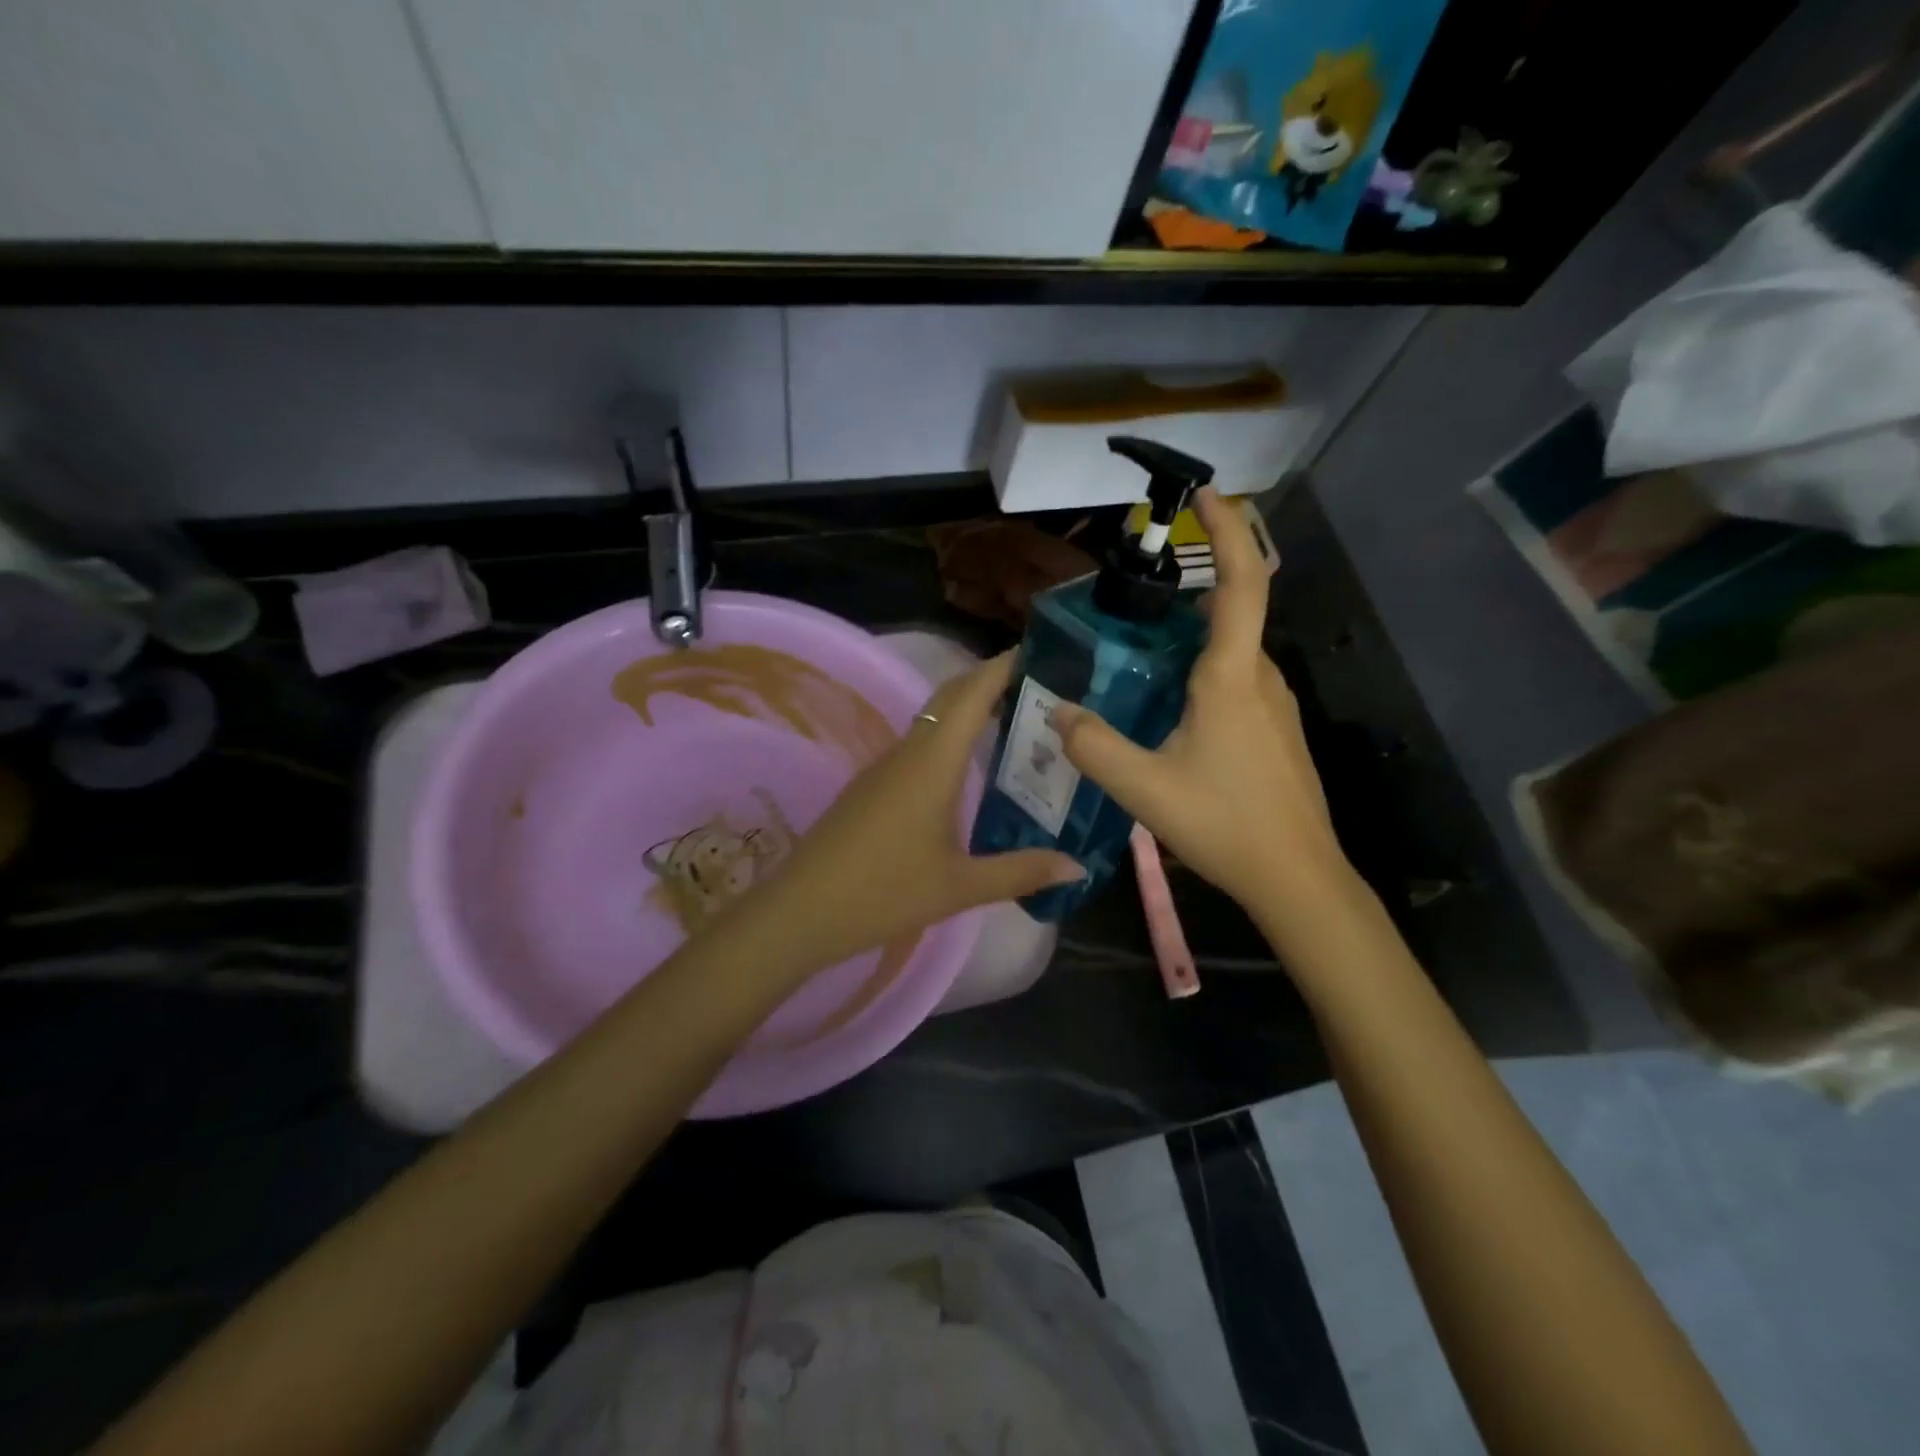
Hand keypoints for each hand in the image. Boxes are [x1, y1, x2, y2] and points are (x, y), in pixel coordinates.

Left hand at [711, 651, 1082, 980]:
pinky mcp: (872, 787)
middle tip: (1042, 687)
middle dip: (992, 681)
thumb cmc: (884, 892)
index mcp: (933, 761)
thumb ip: (1021, 872)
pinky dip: (951, 739)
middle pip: (952, 697)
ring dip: (971, 710)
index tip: (1044, 652)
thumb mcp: (960, 886)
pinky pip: (920, 746)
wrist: (801, 911)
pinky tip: (969, 770)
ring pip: (934, 721)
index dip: (1005, 666)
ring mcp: (885, 768)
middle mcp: (908, 752)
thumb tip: (1078, 866)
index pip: (973, 693)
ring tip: (1017, 722)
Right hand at [1053, 486, 1353, 916]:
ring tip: (1140, 649)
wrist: (1297, 877)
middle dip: (1191, 586)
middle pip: (1232, 610)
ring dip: (1194, 633)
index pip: (1240, 582)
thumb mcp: (1143, 787)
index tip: (1203, 494)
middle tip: (1134, 593)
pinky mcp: (1275, 730)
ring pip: (1232, 649)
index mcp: (1232, 677)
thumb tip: (1058, 711)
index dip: (1226, 530)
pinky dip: (1203, 668)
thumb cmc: (1224, 824)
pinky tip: (1169, 704)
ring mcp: (1274, 705)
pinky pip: (1237, 679)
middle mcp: (1260, 678)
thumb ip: (1094, 745)